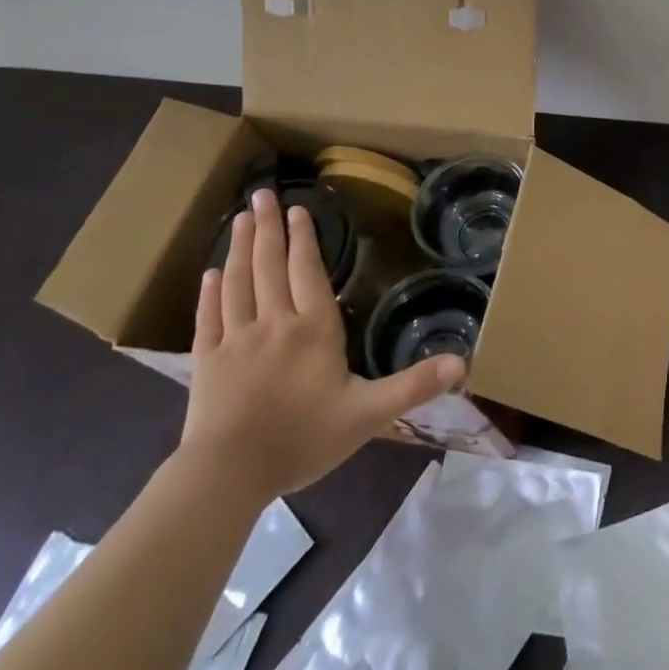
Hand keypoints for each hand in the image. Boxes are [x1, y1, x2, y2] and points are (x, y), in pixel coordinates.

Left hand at [179, 189, 462, 503]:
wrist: (228, 476)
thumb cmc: (302, 439)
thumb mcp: (368, 414)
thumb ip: (414, 385)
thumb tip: (462, 362)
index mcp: (313, 328)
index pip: (308, 271)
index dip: (304, 238)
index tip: (298, 208)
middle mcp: (274, 322)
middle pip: (270, 266)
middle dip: (269, 228)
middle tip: (262, 194)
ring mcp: (235, 340)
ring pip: (238, 282)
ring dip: (240, 247)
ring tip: (242, 218)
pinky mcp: (206, 362)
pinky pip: (207, 317)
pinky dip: (209, 292)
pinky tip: (209, 273)